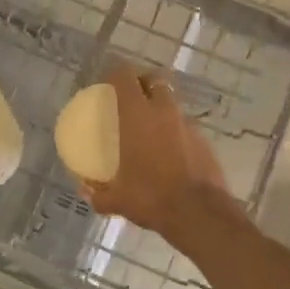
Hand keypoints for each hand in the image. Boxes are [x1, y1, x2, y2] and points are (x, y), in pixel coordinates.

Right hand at [82, 63, 235, 238]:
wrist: (199, 213)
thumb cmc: (152, 197)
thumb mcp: (118, 200)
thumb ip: (99, 194)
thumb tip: (85, 191)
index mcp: (137, 115)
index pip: (124, 77)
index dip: (115, 75)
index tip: (107, 85)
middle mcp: (164, 111)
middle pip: (154, 79)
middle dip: (143, 82)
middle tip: (132, 98)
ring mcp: (187, 124)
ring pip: (172, 103)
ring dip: (161, 107)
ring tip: (150, 128)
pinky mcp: (204, 140)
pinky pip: (185, 126)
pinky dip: (175, 131)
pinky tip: (169, 152)